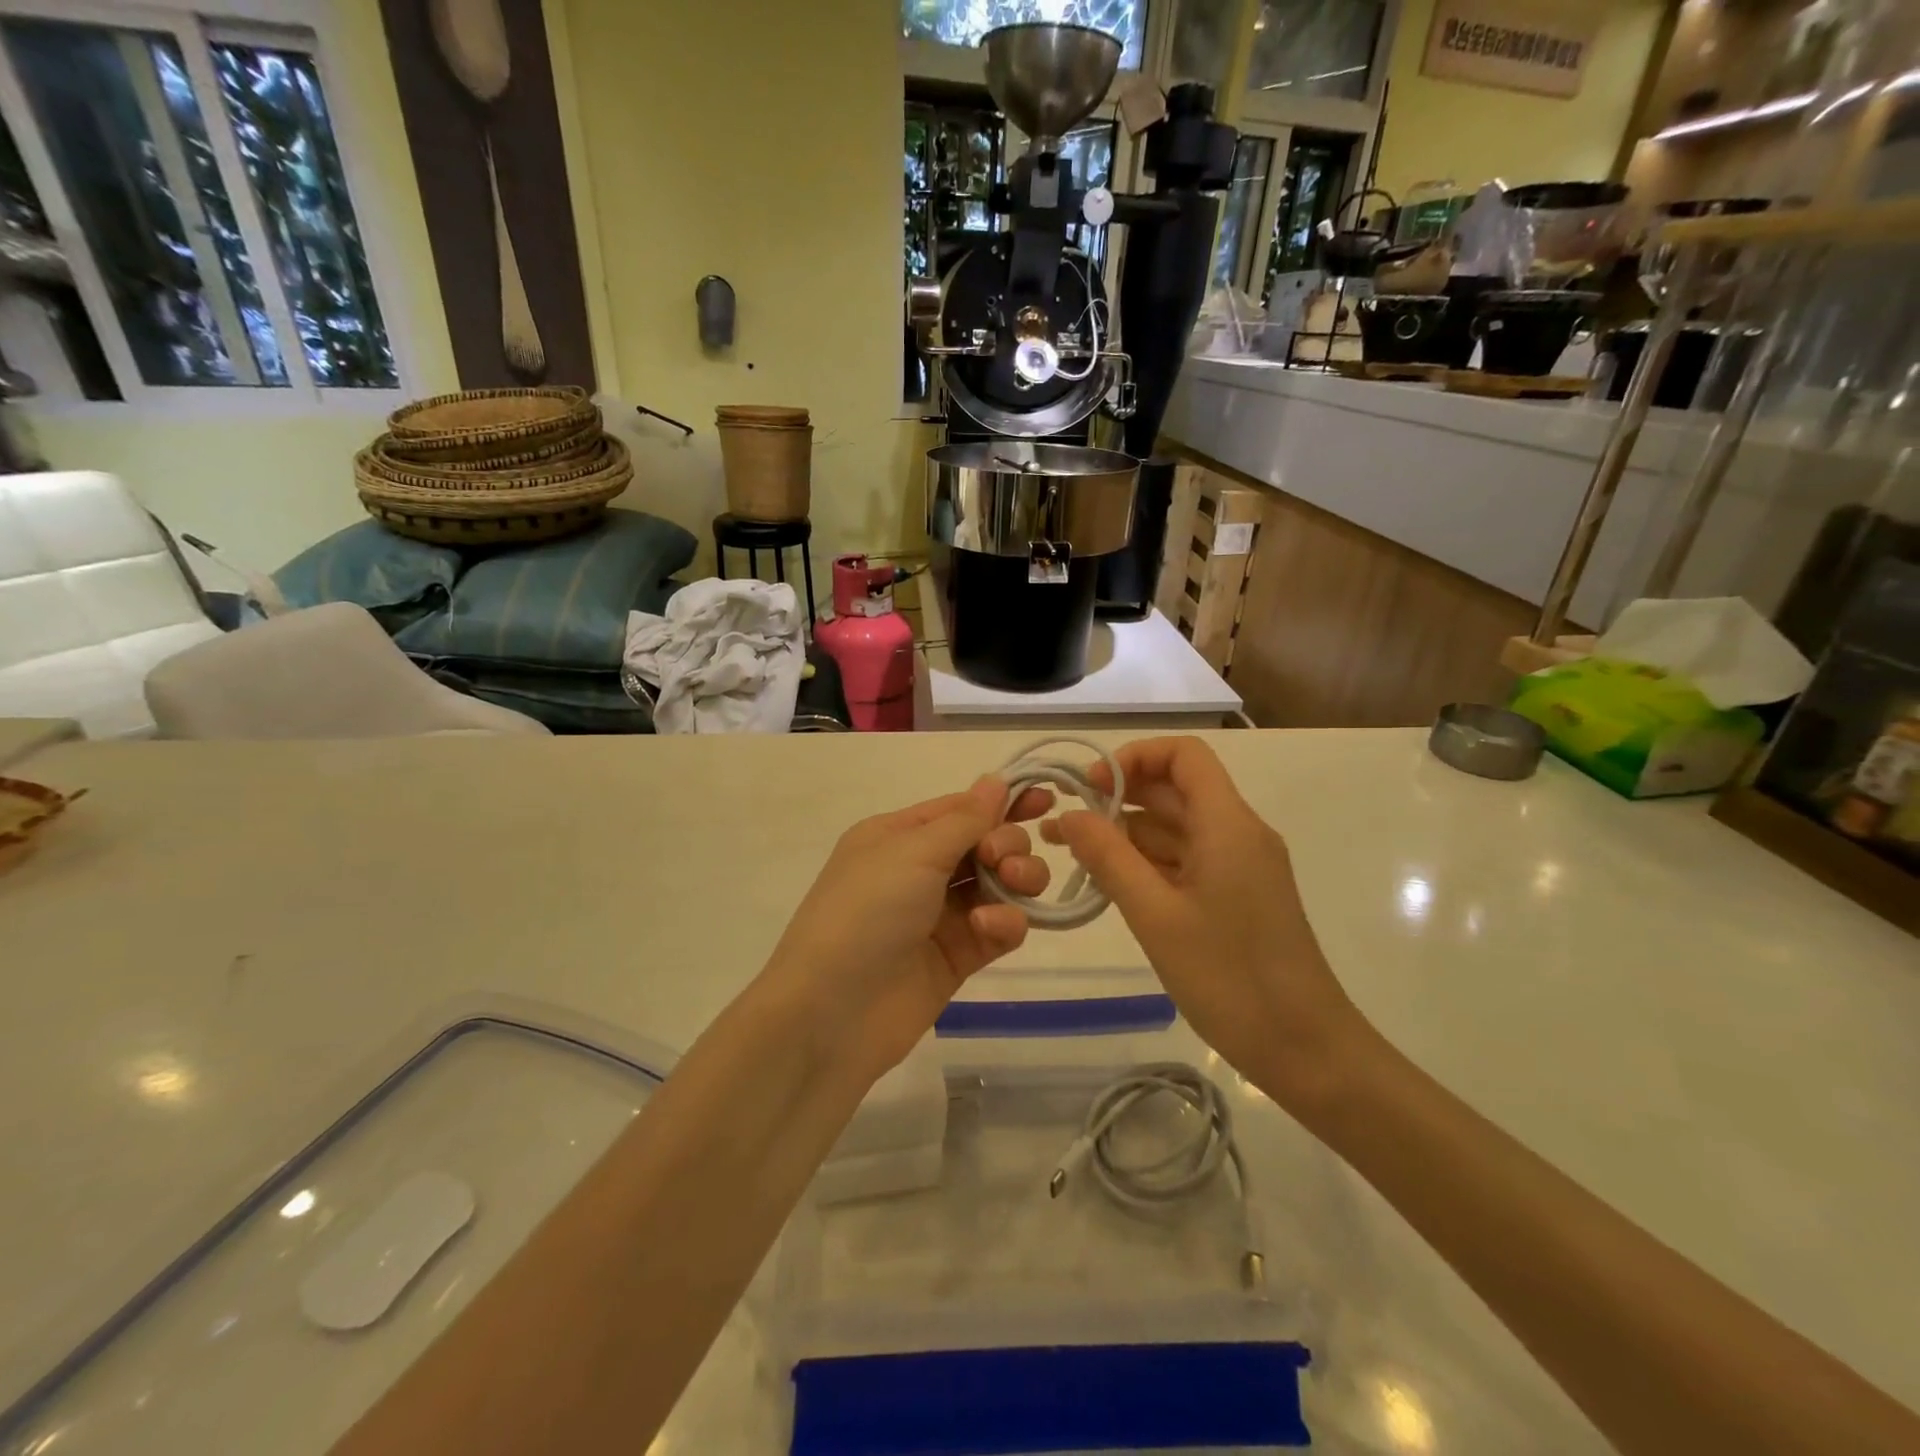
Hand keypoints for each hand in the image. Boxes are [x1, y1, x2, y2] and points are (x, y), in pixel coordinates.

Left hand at [764, 776, 1051, 1078]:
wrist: (832, 1013)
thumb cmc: (866, 913)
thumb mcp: (912, 852)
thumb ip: (965, 819)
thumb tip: (996, 780)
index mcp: (899, 836)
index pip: (962, 808)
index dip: (1004, 801)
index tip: (1047, 799)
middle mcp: (921, 870)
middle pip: (987, 843)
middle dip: (1008, 844)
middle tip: (1000, 861)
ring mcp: (941, 915)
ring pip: (1001, 884)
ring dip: (1017, 879)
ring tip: (1010, 886)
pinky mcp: (959, 956)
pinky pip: (999, 927)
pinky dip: (1005, 922)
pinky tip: (991, 927)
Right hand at [1048, 737, 1364, 1109]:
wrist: (1306, 1051)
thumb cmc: (1231, 978)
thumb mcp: (1156, 915)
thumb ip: (1109, 858)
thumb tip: (1070, 815)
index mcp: (1228, 824)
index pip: (1184, 755)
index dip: (1134, 757)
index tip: (1090, 788)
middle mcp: (1238, 833)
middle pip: (1175, 791)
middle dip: (1118, 798)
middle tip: (1064, 825)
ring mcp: (1239, 866)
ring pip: (1177, 829)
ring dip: (1127, 834)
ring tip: (1071, 855)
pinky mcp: (1237, 896)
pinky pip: (1186, 861)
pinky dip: (1147, 863)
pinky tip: (1109, 882)